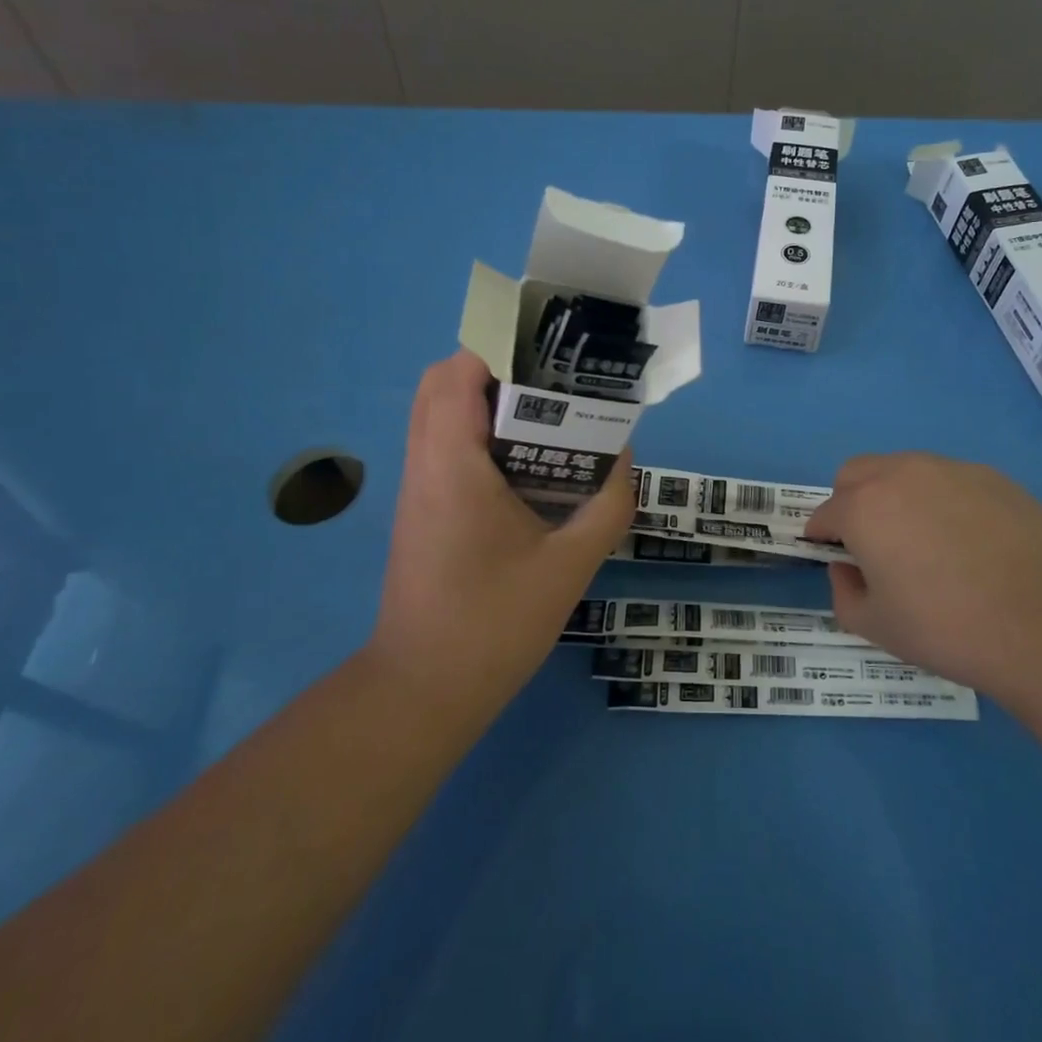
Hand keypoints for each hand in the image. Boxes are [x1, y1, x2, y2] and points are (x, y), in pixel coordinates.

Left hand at [368, 351, 634, 731]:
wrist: (424, 690)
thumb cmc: (494, 624)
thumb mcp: (569, 565)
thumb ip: (605, 505)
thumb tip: (624, 458)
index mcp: (453, 465)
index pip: (456, 373)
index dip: (499, 350)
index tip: (550, 359)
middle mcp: (425, 465)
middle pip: (441, 385)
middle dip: (494, 371)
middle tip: (552, 387)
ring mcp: (417, 489)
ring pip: (439, 416)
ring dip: (486, 403)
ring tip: (548, 419)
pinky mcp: (421, 511)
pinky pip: (444, 448)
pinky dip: (479, 436)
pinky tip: (527, 467)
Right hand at [803, 453, 1041, 693]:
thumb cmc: (947, 629)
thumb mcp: (875, 626)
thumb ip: (843, 592)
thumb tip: (847, 568)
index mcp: (863, 508)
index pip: (824, 514)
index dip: (821, 538)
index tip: (834, 559)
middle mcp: (901, 474)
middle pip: (856, 473)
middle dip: (850, 502)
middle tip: (872, 545)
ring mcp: (951, 470)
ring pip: (903, 469)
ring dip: (895, 496)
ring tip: (924, 542)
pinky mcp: (993, 477)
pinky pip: (949, 480)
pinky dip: (942, 500)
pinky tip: (969, 542)